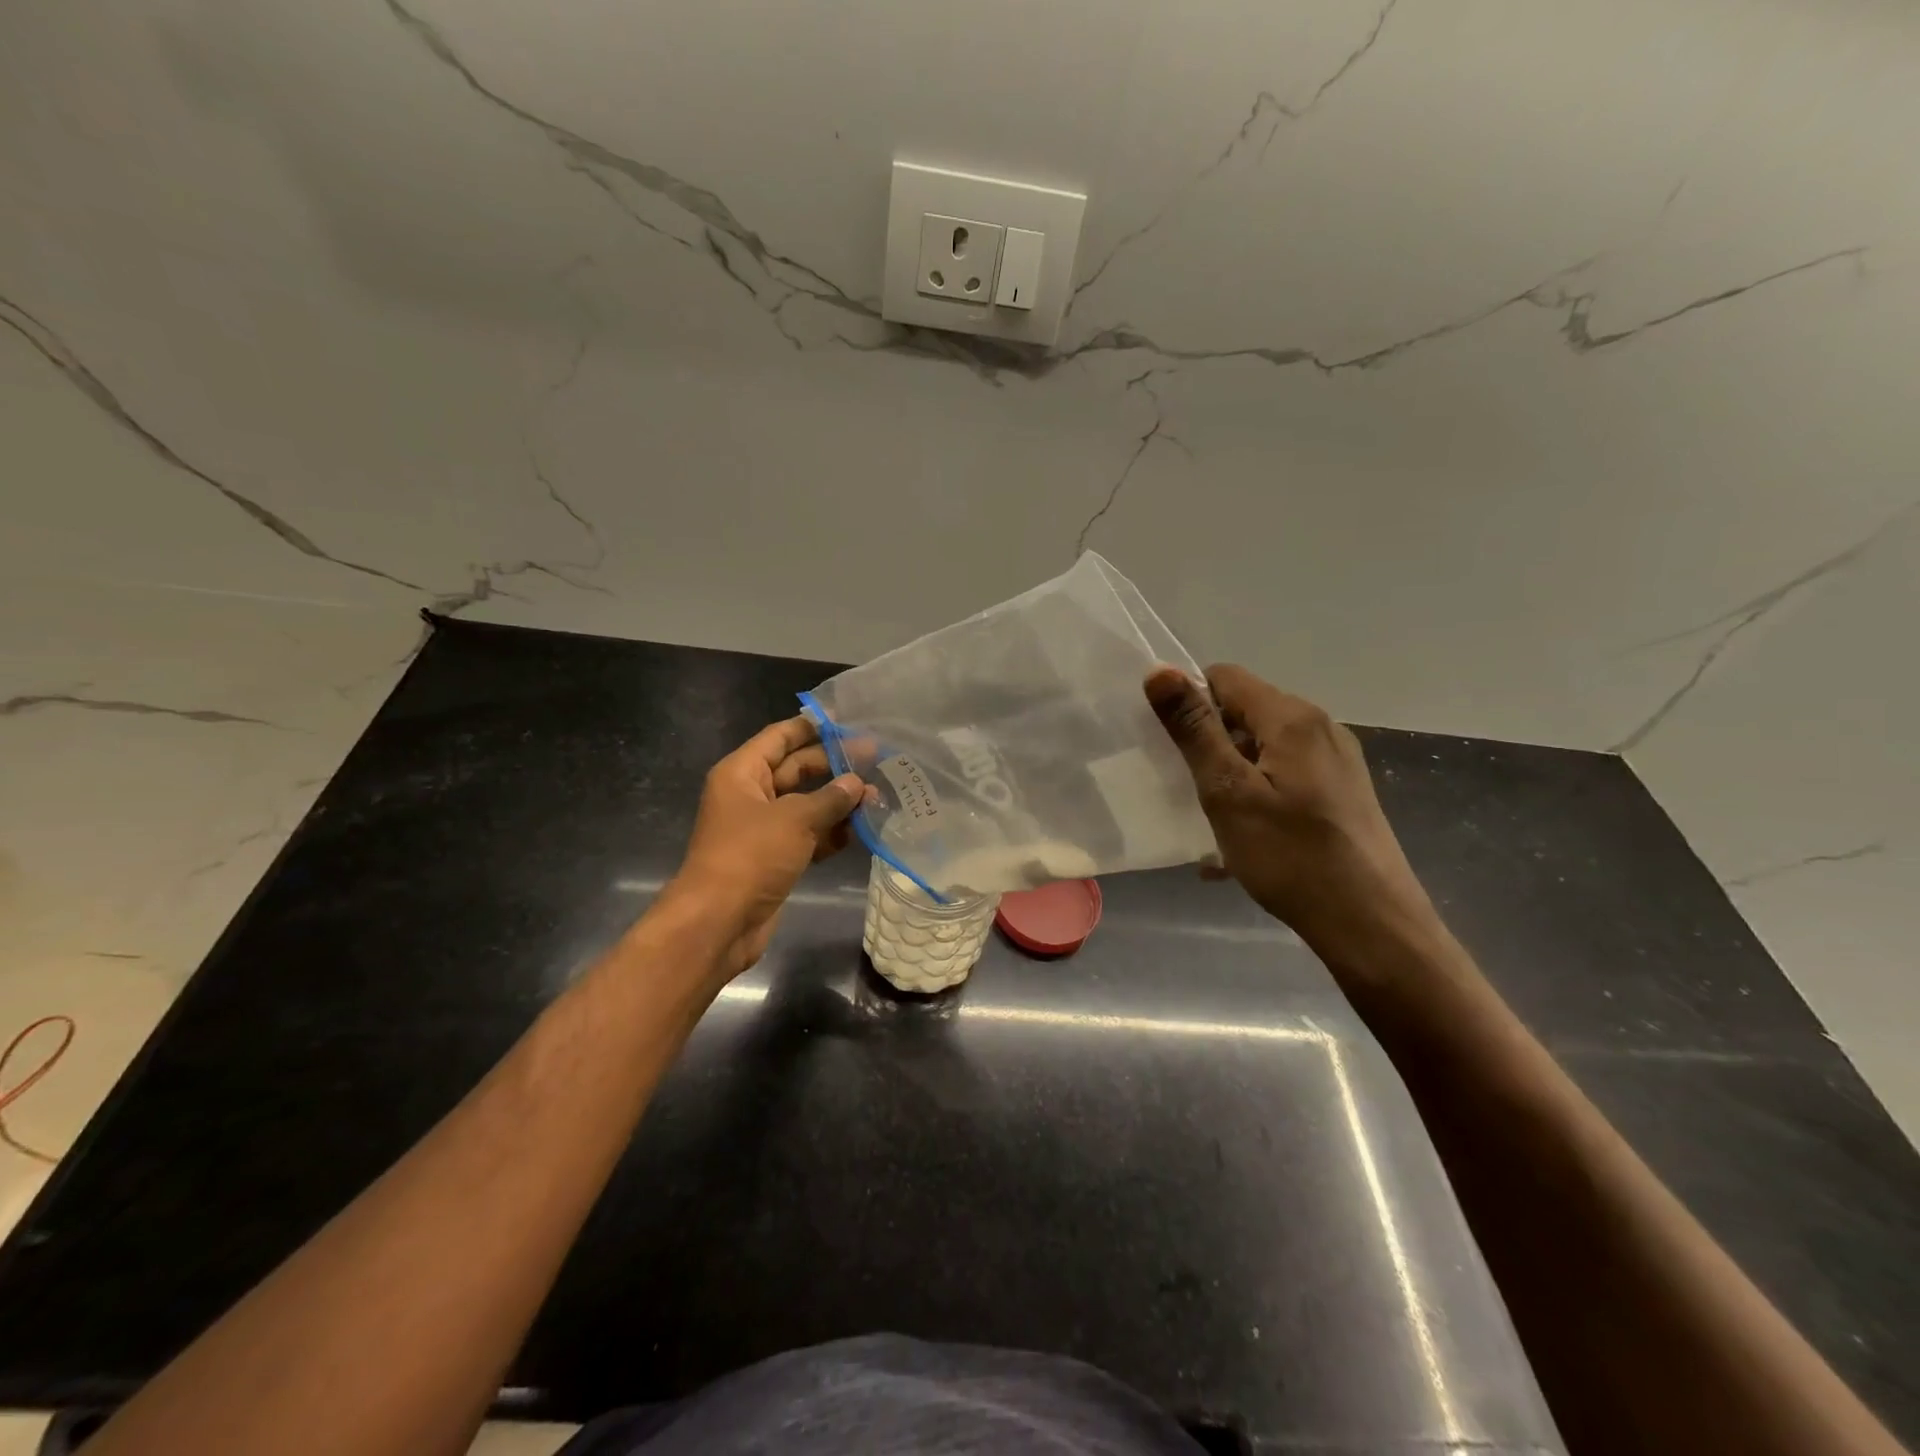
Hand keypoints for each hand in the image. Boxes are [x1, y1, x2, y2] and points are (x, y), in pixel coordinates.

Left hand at [663, 715, 863, 979]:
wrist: (720, 921)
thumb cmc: (751, 855)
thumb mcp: (795, 819)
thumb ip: (830, 798)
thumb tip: (858, 783)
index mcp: (742, 773)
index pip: (780, 737)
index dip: (811, 726)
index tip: (847, 720)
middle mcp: (750, 795)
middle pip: (796, 770)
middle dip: (834, 766)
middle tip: (876, 759)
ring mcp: (762, 829)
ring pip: (806, 805)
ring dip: (838, 803)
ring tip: (877, 796)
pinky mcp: (775, 858)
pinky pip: (807, 836)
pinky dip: (831, 833)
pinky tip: (861, 830)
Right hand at [1144, 664, 1437, 959]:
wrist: (1371, 925)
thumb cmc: (1290, 856)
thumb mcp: (1228, 792)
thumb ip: (1193, 729)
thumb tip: (1158, 670)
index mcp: (1292, 717)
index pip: (1224, 677)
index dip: (1190, 703)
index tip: (1171, 748)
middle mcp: (1321, 727)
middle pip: (1246, 711)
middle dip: (1210, 742)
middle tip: (1189, 789)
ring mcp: (1337, 761)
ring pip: (1265, 747)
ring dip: (1232, 773)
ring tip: (1214, 819)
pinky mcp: (1343, 792)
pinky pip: (1285, 775)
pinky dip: (1257, 794)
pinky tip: (1243, 839)